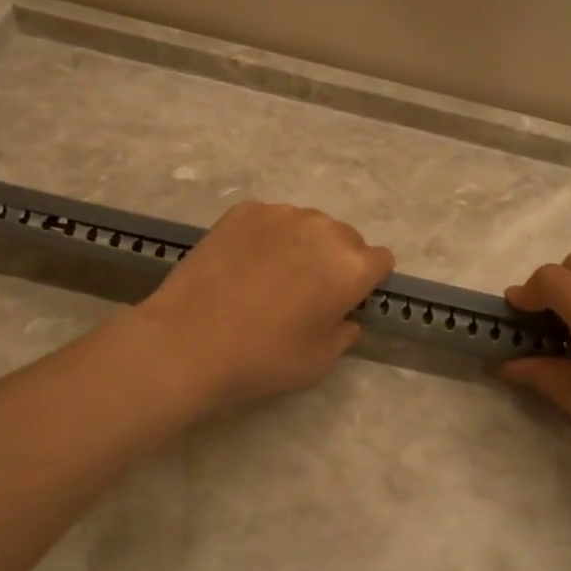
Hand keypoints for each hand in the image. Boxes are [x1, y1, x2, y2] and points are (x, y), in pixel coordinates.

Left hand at [135, 201, 394, 408]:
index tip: (345, 300)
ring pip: (309, 225)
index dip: (367, 282)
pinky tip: (244, 264)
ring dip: (303, 244)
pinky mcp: (245, 210)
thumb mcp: (320, 361)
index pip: (381, 260)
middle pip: (346, 238)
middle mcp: (323, 229)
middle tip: (307, 291)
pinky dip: (267, 236)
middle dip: (336, 260)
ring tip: (271, 276)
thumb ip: (345, 332)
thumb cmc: (263, 357)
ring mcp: (282, 214)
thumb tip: (344, 316)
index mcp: (351, 266)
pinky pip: (272, 220)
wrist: (188, 340)